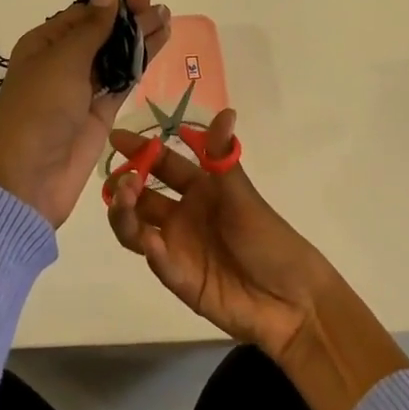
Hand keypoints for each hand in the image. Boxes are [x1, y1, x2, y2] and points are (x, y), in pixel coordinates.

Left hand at [0, 0, 170, 227]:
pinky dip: (140, 64)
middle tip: (160, 11)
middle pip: (102, 33)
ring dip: (139, 38)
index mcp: (44, 43)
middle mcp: (63, 62)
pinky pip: (123, 81)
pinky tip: (158, 46)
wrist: (27, 179)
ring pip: (116, 55)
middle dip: (130, 20)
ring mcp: (83, 88)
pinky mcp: (101, 112)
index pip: (83, 14)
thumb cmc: (38, 109)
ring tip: (167, 20)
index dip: (112, 4)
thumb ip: (92, 27)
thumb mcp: (63, 61)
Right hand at [102, 110, 333, 361]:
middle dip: (125, 184)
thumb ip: (222, 156)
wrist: (292, 299)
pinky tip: (151, 240)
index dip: (140, 150)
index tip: (116, 137)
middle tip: (121, 179)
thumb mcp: (242, 194)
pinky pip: (157, 261)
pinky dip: (149, 249)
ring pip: (137, 228)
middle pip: (141, 197)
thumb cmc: (268, 238)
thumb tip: (226, 110)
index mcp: (199, 188)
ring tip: (124, 202)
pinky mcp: (179, 279)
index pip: (162, 164)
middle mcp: (182, 215)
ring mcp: (178, 248)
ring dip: (125, 214)